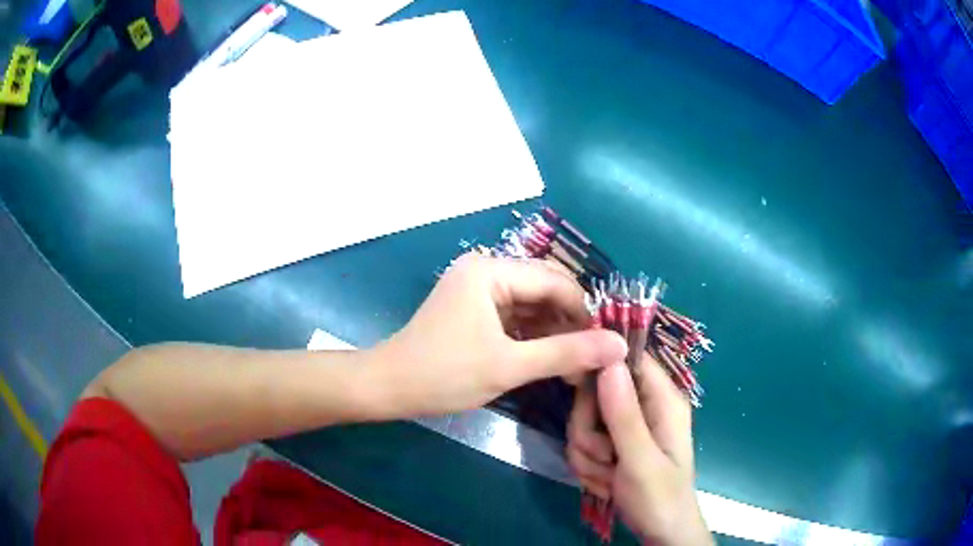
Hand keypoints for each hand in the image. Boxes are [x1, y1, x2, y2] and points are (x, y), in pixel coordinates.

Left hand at [367, 253, 627, 418]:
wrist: (389, 387)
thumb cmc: (444, 374)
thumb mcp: (509, 366)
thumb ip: (566, 353)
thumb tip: (618, 345)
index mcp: (491, 271)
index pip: (555, 281)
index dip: (585, 312)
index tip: (606, 344)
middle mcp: (486, 270)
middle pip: (545, 289)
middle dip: (571, 322)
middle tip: (593, 357)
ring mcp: (478, 290)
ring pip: (532, 305)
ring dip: (555, 332)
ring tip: (576, 365)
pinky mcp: (474, 309)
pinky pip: (515, 317)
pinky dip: (534, 337)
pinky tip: (551, 360)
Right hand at [567, 357, 712, 544]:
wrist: (660, 533)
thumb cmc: (660, 498)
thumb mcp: (641, 460)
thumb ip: (623, 415)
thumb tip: (608, 360)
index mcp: (663, 399)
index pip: (627, 358)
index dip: (599, 365)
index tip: (575, 385)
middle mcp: (645, 406)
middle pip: (596, 393)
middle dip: (588, 430)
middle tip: (603, 456)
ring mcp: (627, 427)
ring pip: (583, 423)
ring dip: (588, 454)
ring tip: (609, 476)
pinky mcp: (614, 445)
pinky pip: (583, 444)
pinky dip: (588, 466)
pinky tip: (605, 483)